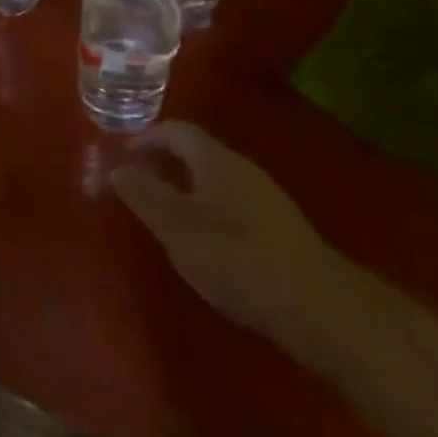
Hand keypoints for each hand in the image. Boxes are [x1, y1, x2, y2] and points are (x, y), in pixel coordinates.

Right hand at [111, 122, 354, 351]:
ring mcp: (266, 196)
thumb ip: (144, 194)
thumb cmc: (237, 258)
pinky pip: (233, 201)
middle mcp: (242, 168)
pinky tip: (207, 242)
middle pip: (198, 151)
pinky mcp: (280, 226)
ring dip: (187, 186)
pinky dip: (210, 208)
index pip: (177, 130)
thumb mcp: (177, 227)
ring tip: (167, 215)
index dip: (148, 138)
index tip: (125, 158)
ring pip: (216, 178)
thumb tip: (118, 168)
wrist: (319, 306)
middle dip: (166, 162)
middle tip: (141, 185)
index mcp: (215, 159)